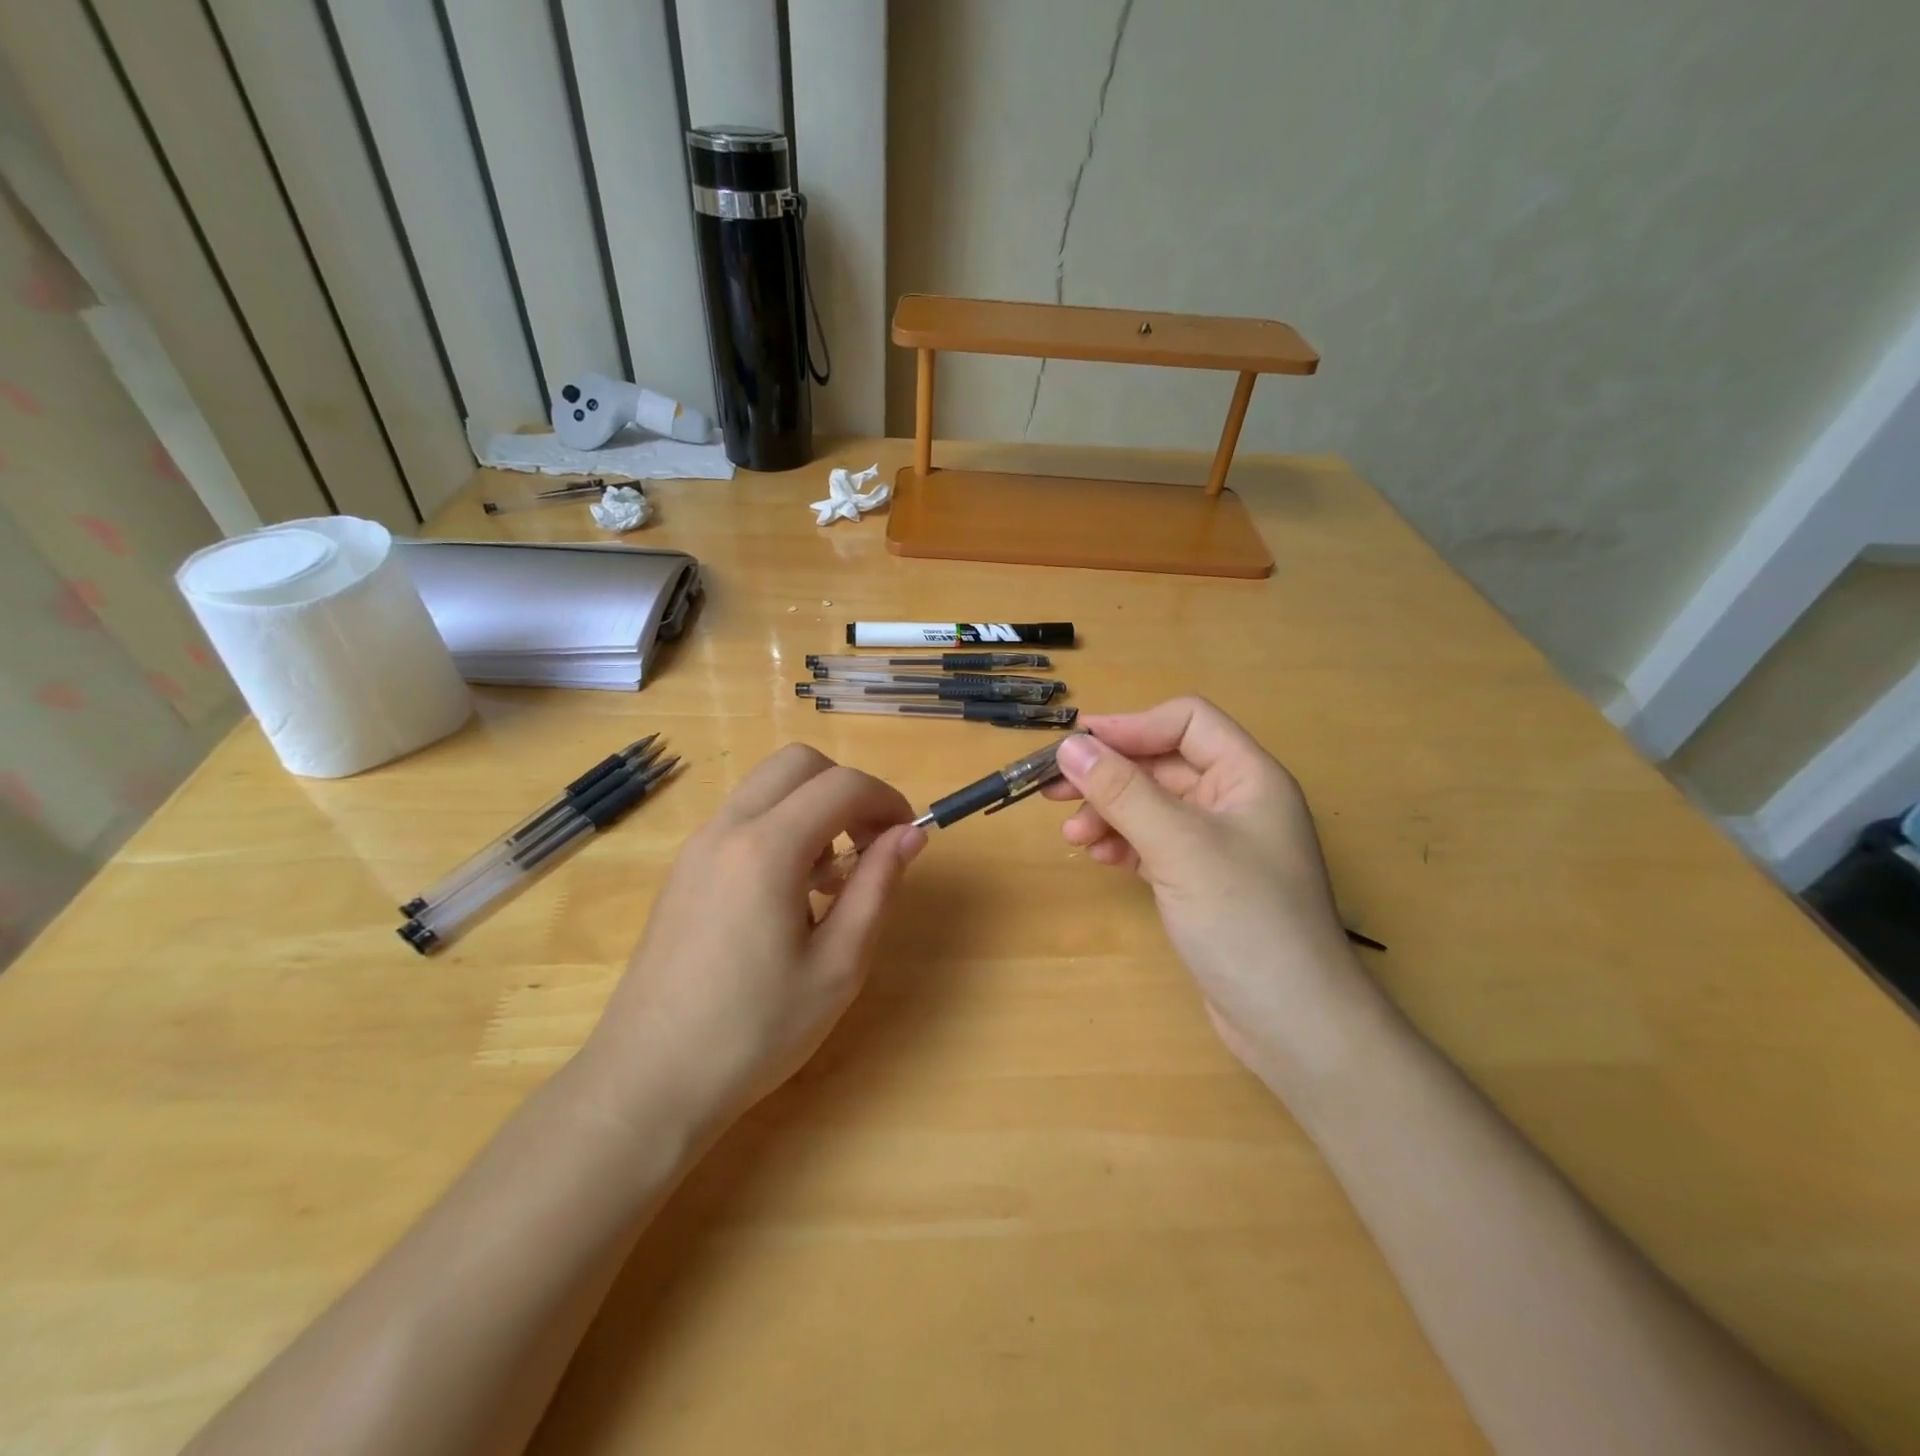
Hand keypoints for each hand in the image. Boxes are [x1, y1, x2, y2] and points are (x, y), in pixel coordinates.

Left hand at [581, 744, 924, 1128]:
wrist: (648, 1081)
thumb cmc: (755, 1030)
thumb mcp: (838, 965)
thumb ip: (877, 887)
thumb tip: (912, 833)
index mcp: (767, 849)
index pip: (842, 785)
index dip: (887, 799)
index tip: (907, 837)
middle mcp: (726, 829)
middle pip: (798, 763)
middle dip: (846, 788)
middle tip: (869, 844)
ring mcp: (697, 846)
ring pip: (766, 786)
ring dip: (811, 807)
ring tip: (829, 878)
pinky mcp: (683, 869)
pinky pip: (742, 817)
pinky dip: (779, 827)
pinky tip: (788, 894)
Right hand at [1042, 699, 1373, 1084]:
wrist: (1293, 1024)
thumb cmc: (1245, 920)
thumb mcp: (1178, 846)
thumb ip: (1122, 792)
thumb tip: (1069, 747)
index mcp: (1249, 776)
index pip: (1187, 721)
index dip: (1132, 727)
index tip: (1077, 746)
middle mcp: (1237, 801)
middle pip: (1163, 764)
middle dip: (1109, 776)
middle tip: (1052, 790)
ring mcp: (1220, 844)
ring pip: (1153, 806)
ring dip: (1110, 812)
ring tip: (1073, 837)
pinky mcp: (1203, 881)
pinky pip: (1154, 843)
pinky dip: (1123, 843)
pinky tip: (1098, 857)